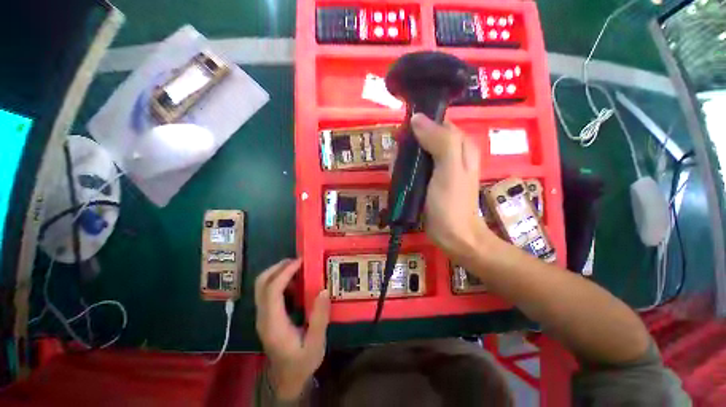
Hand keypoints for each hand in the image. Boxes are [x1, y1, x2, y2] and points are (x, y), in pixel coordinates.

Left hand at [254, 259, 329, 399]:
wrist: (287, 379)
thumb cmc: (302, 362)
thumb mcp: (316, 344)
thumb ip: (319, 318)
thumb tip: (323, 290)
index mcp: (273, 324)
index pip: (272, 291)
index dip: (285, 273)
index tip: (301, 262)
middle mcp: (263, 317)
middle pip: (261, 284)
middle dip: (278, 267)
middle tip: (298, 261)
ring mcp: (263, 316)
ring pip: (262, 286)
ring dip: (278, 272)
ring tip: (299, 269)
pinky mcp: (267, 316)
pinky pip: (268, 291)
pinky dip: (279, 280)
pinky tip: (295, 283)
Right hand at [411, 113, 490, 260]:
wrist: (452, 234)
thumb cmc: (451, 202)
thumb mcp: (448, 169)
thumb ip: (439, 141)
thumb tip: (417, 118)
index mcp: (461, 145)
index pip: (438, 123)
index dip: (419, 125)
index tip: (402, 136)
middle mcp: (452, 152)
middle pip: (425, 137)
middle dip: (409, 145)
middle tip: (399, 160)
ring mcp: (440, 168)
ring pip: (418, 152)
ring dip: (404, 159)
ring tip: (396, 172)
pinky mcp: (430, 180)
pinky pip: (415, 167)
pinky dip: (405, 169)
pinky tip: (398, 178)